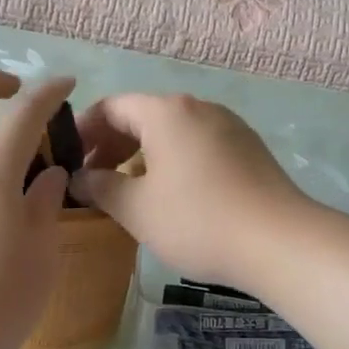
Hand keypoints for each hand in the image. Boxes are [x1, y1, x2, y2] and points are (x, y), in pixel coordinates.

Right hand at [72, 93, 309, 288]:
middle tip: (94, 180)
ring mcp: (229, 126)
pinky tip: (171, 196)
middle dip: (112, 145)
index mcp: (166, 112)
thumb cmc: (197, 220)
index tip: (69, 161)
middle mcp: (199, 108)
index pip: (111, 107)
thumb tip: (78, 178)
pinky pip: (198, 146)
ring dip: (143, 156)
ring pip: (172, 133)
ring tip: (129, 191)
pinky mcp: (248, 149)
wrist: (279, 241)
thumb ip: (101, 187)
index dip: (84, 131)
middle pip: (143, 116)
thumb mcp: (137, 208)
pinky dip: (173, 162)